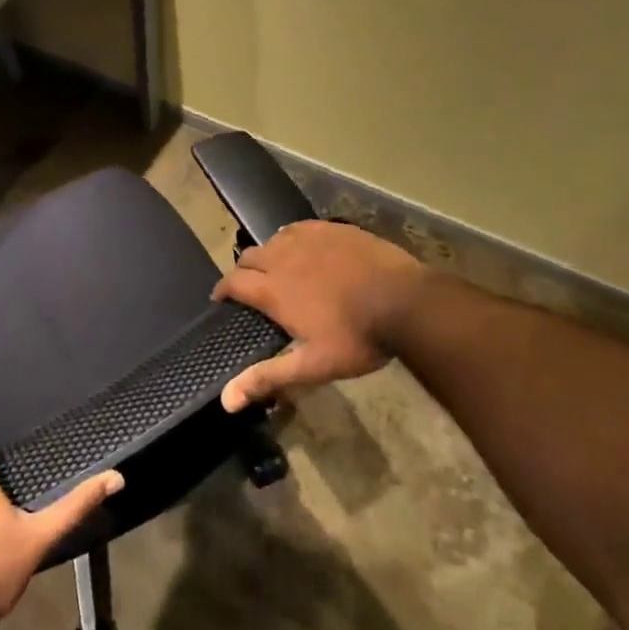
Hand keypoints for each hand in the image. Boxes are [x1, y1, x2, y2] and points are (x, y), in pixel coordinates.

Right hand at [212, 220, 427, 411]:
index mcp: (273, 290)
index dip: (222, 290)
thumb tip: (226, 401)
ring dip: (267, 254)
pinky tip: (303, 249)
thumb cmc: (357, 337)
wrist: (407, 302)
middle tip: (249, 288)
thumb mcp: (313, 365)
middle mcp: (283, 257)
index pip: (232, 282)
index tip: (221, 300)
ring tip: (275, 268)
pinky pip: (299, 228)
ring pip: (273, 239)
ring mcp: (309, 239)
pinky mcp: (333, 229)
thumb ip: (268, 377)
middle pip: (248, 256)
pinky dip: (291, 239)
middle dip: (242, 271)